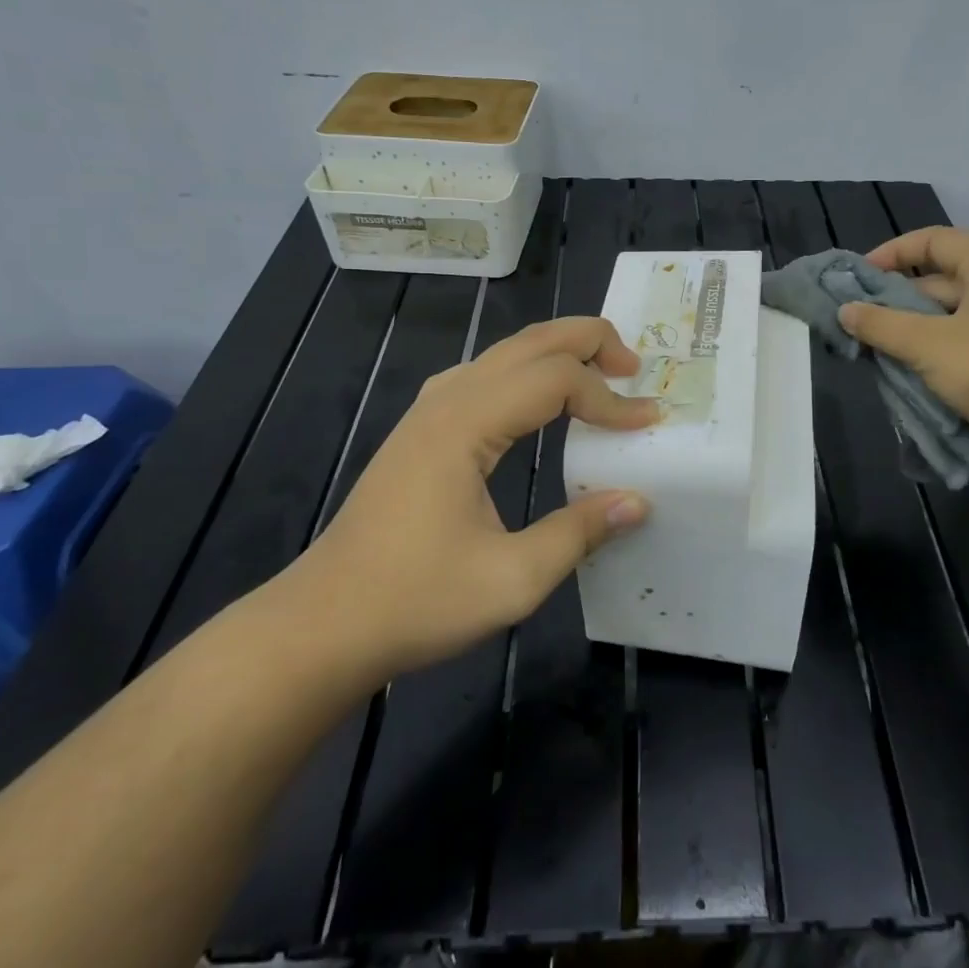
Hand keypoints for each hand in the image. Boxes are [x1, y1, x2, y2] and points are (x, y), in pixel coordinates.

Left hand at [289, 317, 658, 683]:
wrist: (321, 625)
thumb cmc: (414, 602)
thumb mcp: (511, 579)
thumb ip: (579, 533)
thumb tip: (638, 501)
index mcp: (465, 425)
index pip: (555, 380)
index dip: (608, 398)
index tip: (647, 424)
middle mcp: (446, 401)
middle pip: (528, 343)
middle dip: (588, 342)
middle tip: (634, 366)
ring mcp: (427, 412)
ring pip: (503, 354)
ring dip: (556, 353)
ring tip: (599, 373)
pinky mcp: (420, 432)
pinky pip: (483, 377)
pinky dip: (526, 373)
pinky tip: (537, 402)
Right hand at [838, 226, 968, 487]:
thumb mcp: (928, 345)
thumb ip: (882, 324)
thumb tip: (844, 310)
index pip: (933, 241)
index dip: (892, 253)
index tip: (859, 278)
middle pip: (936, 278)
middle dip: (895, 297)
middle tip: (857, 318)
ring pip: (944, 313)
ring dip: (908, 326)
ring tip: (870, 344)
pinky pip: (956, 338)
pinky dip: (928, 346)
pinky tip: (900, 365)